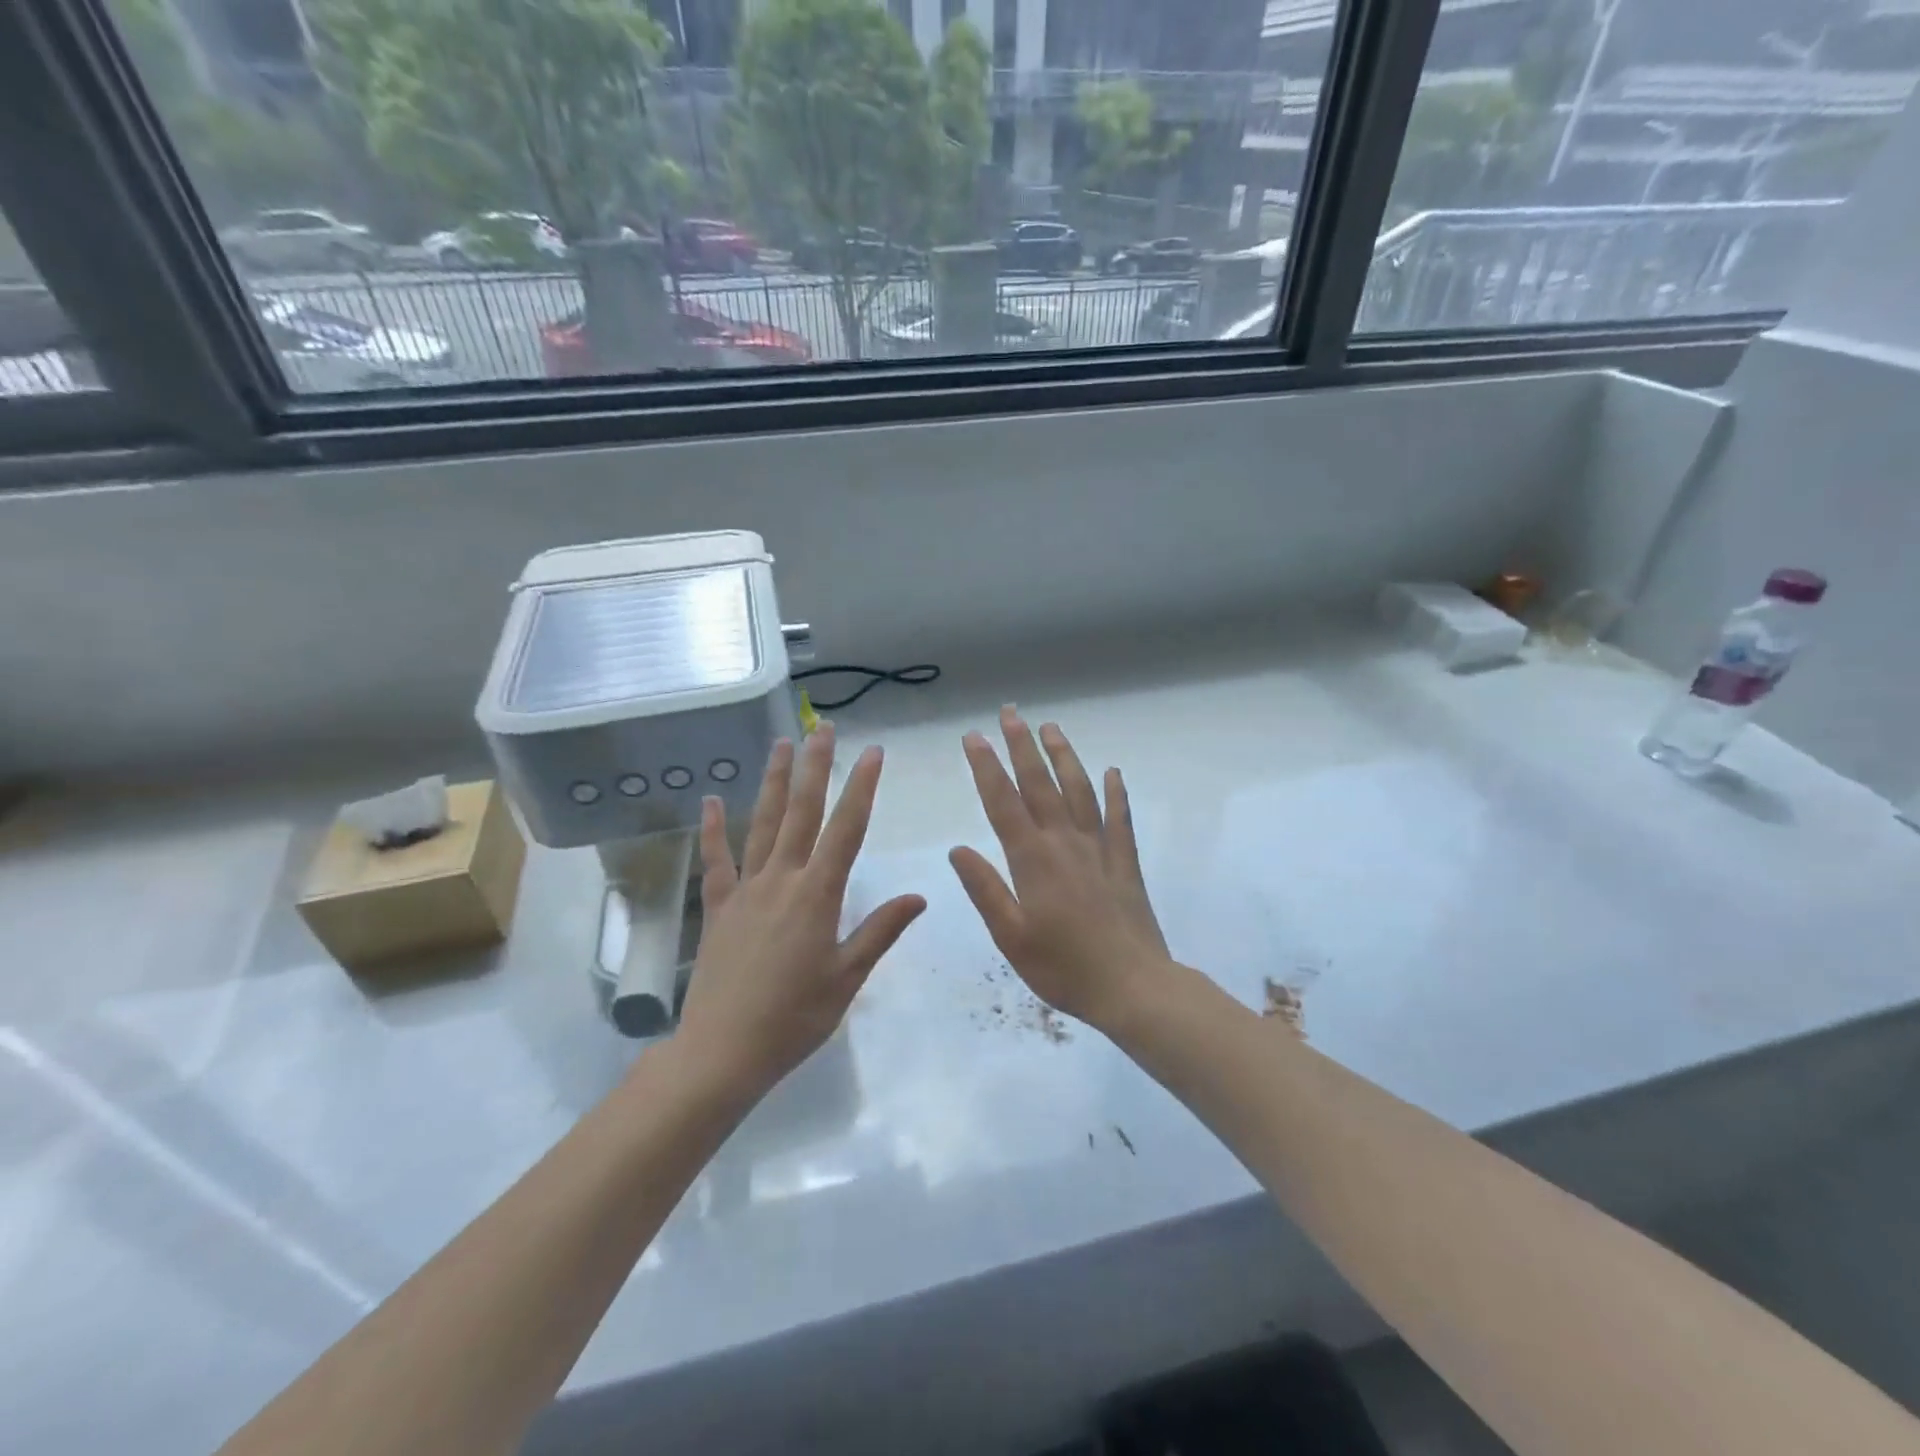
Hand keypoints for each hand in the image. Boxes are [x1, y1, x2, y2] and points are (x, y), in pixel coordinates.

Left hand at [676, 724, 925, 1098]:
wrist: (722, 1052)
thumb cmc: (794, 1019)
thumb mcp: (847, 978)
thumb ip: (880, 931)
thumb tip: (919, 895)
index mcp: (817, 895)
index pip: (845, 830)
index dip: (862, 788)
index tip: (873, 753)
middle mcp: (781, 880)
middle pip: (801, 813)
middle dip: (815, 767)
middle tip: (823, 728)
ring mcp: (745, 890)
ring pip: (761, 824)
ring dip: (772, 782)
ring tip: (780, 744)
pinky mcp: (717, 907)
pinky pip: (716, 861)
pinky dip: (713, 829)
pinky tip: (711, 800)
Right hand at [949, 708, 1171, 1029]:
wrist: (1133, 987)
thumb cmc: (1063, 968)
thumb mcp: (1011, 937)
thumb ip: (985, 889)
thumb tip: (958, 848)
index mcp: (1032, 860)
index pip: (1003, 803)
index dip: (986, 768)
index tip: (974, 737)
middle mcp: (1065, 843)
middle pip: (1041, 784)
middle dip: (1022, 746)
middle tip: (1010, 712)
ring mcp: (1099, 849)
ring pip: (1080, 791)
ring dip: (1064, 756)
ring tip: (1051, 728)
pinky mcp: (1125, 862)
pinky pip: (1120, 819)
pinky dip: (1116, 793)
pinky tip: (1113, 772)